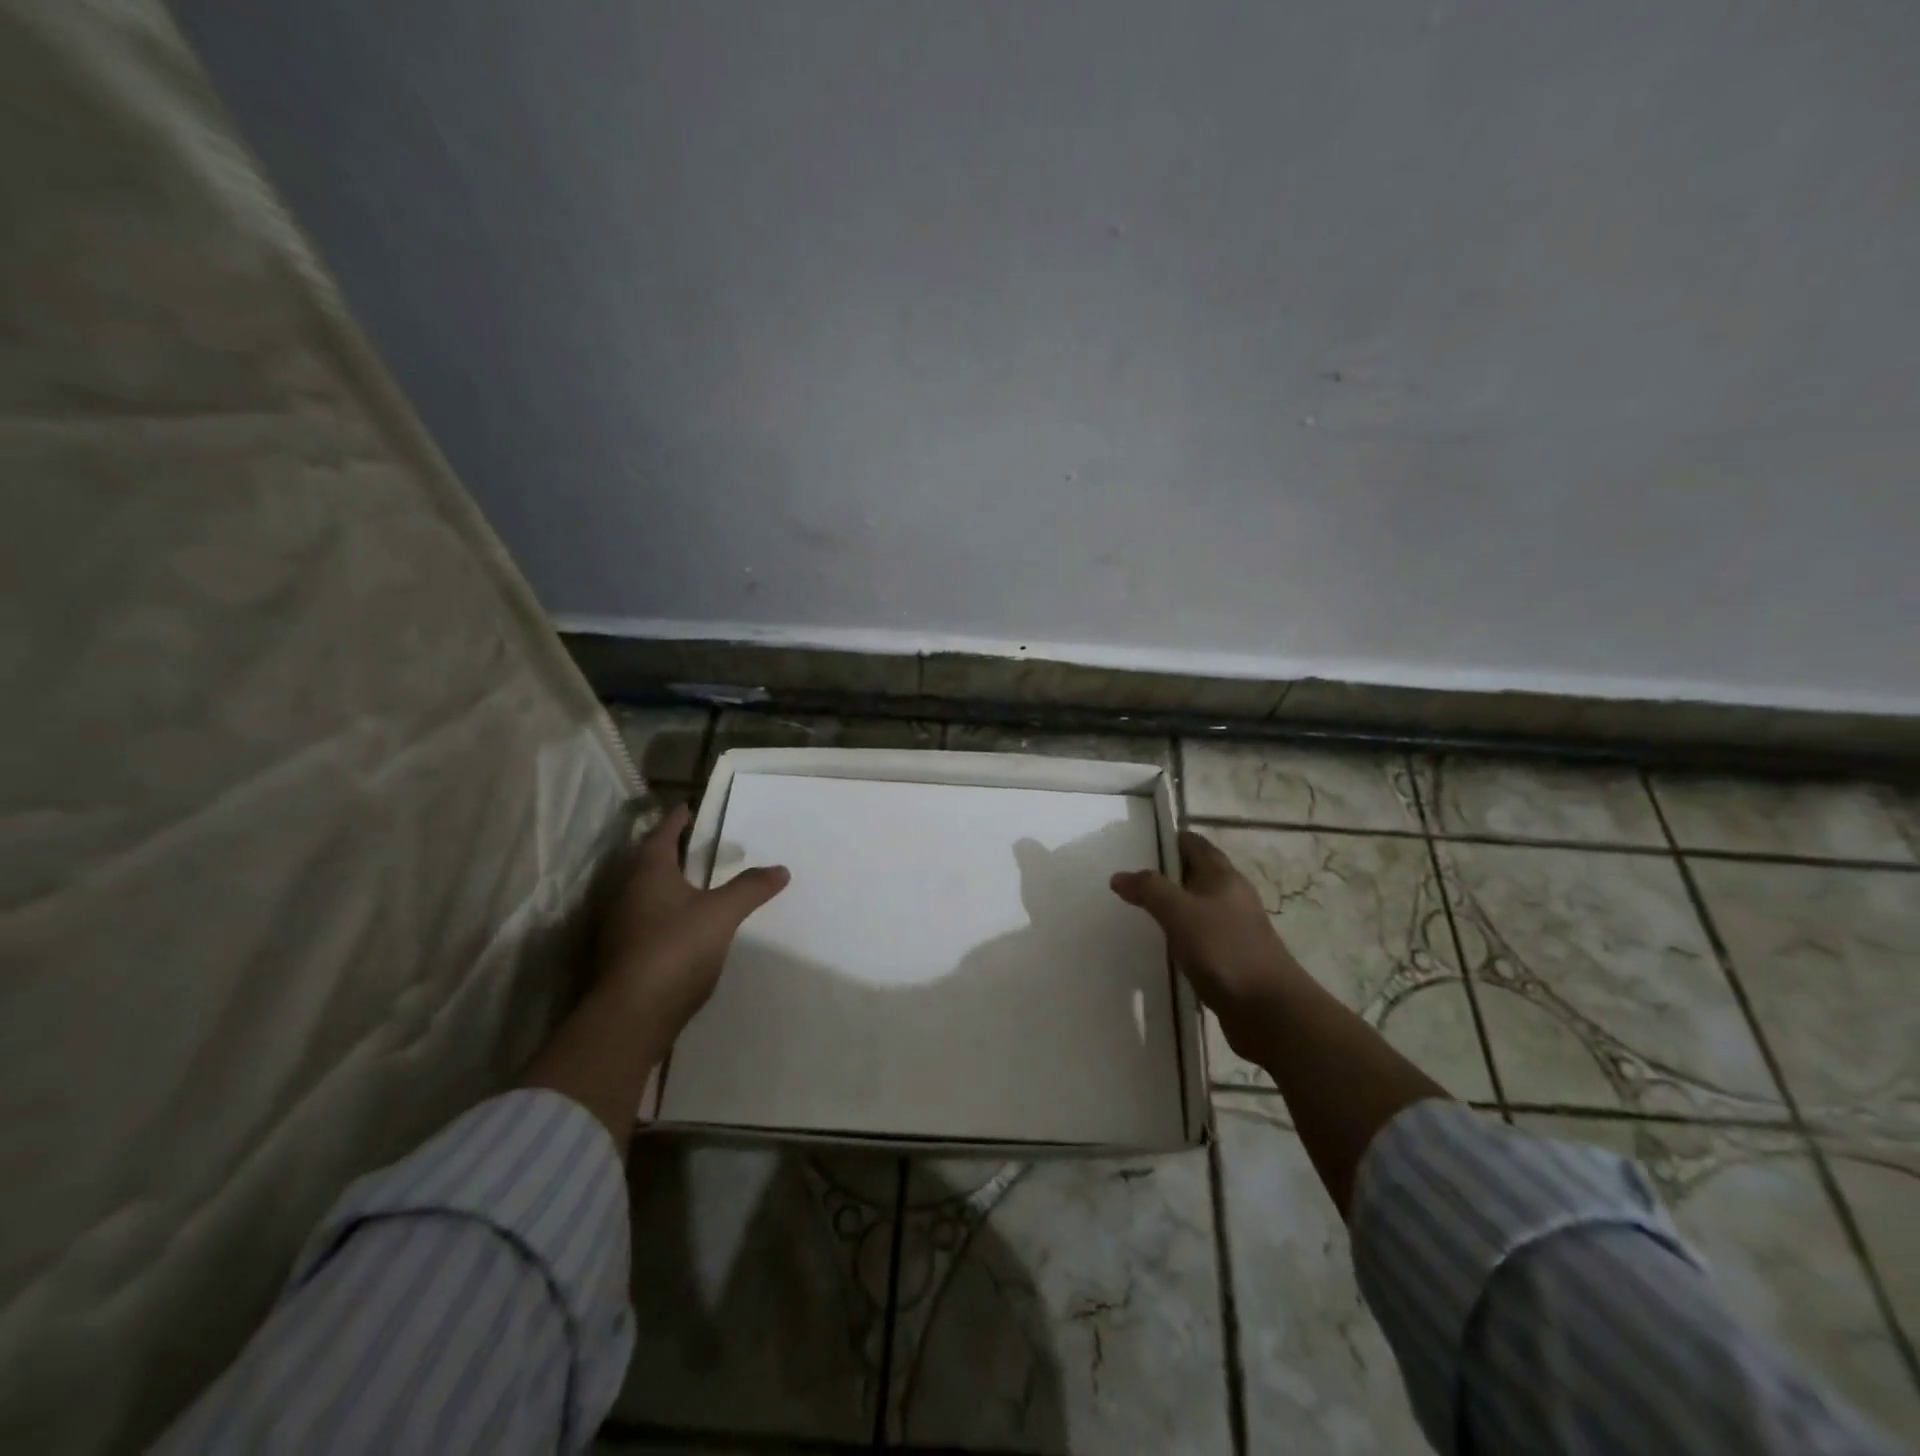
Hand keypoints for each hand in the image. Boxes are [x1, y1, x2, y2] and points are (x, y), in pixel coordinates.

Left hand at [597, 803, 789, 1040]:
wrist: (631, 1017)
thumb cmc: (674, 949)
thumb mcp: (721, 914)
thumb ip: (750, 889)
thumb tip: (781, 868)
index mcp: (648, 874)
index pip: (662, 835)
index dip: (676, 820)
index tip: (687, 808)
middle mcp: (628, 894)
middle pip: (649, 863)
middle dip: (670, 851)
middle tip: (696, 843)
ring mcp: (621, 928)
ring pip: (646, 894)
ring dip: (668, 885)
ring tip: (695, 883)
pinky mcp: (623, 957)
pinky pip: (647, 922)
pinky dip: (666, 914)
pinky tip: (685, 927)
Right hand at [1111, 830, 1307, 1061]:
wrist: (1269, 1011)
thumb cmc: (1225, 950)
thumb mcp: (1180, 912)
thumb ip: (1149, 889)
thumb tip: (1119, 876)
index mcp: (1223, 877)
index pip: (1194, 844)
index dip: (1169, 841)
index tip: (1137, 847)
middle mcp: (1231, 897)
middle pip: (1196, 874)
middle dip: (1166, 875)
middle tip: (1130, 882)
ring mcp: (1235, 929)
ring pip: (1198, 907)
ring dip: (1173, 907)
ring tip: (1139, 913)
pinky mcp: (1232, 959)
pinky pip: (1201, 937)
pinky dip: (1181, 936)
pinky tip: (1162, 948)